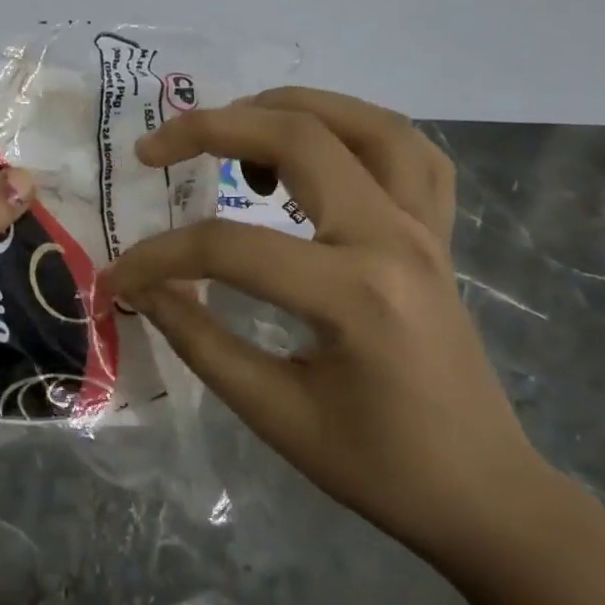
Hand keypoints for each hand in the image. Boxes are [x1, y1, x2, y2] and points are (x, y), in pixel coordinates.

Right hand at [103, 88, 554, 566]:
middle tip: (154, 149)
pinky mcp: (437, 234)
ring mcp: (426, 228)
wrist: (484, 495)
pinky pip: (411, 152)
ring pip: (364, 123)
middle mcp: (395, 239)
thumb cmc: (379, 467)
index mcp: (354, 294)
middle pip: (300, 138)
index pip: (230, 247)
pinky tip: (318, 149)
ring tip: (233, 128)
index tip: (120, 277)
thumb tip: (143, 288)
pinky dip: (357, 130)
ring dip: (289, 108)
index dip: (159, 257)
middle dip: (211, 128)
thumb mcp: (273, 413)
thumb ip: (199, 339)